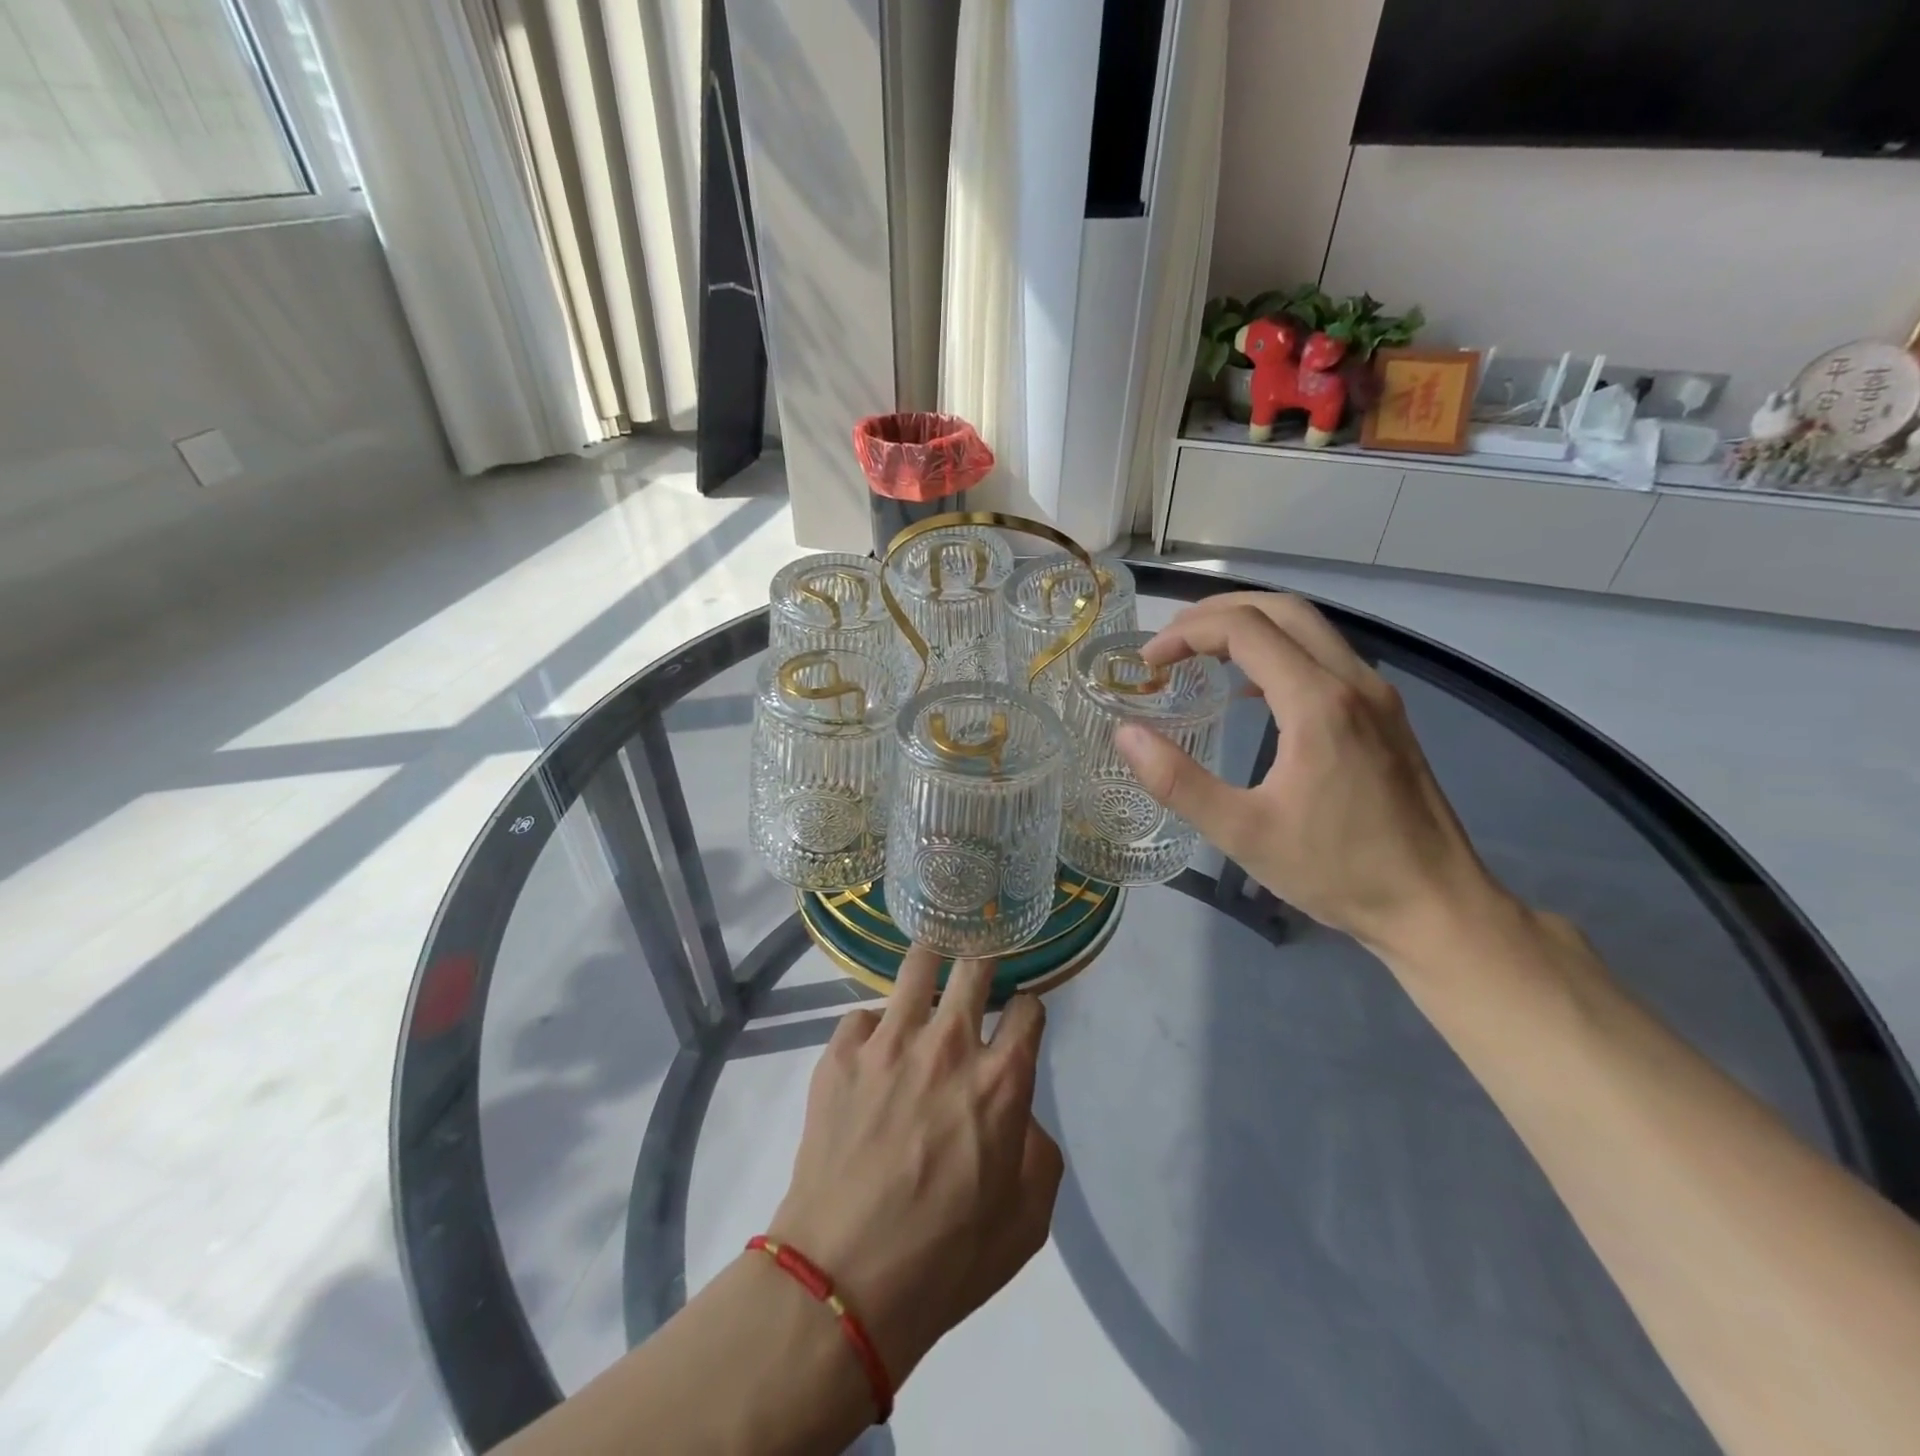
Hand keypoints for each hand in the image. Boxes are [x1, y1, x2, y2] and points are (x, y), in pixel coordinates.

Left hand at [768, 950, 1061, 1388]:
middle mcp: (949, 1044)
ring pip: (917, 966)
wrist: (844, 1278)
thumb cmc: (947, 1257)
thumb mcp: (1027, 1219)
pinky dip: (873, 1026)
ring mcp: (889, 1042)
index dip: (1030, 1007)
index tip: (1022, 1014)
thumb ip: (1037, 1150)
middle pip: (975, 966)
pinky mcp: (841, 1053)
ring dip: (930, 962)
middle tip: (980, 961)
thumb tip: (1017, 1113)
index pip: (1028, 1009)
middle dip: (985, 956)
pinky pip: (862, 1015)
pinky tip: (872, 1049)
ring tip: (930, 964)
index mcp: (1001, 1080)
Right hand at [1115, 591, 1503, 954]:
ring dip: (1250, 626)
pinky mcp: (1386, 714)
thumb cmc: (1337, 871)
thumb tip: (1125, 734)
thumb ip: (1178, 781)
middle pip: (1280, 609)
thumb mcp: (1243, 833)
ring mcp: (1377, 695)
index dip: (1186, 633)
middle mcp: (1353, 681)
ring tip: (1201, 653)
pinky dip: (1280, 650)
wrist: (1436, 905)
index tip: (1148, 662)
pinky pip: (1326, 655)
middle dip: (1216, 612)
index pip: (1243, 629)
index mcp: (1318, 703)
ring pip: (1309, 627)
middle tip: (1170, 641)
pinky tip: (1254, 690)